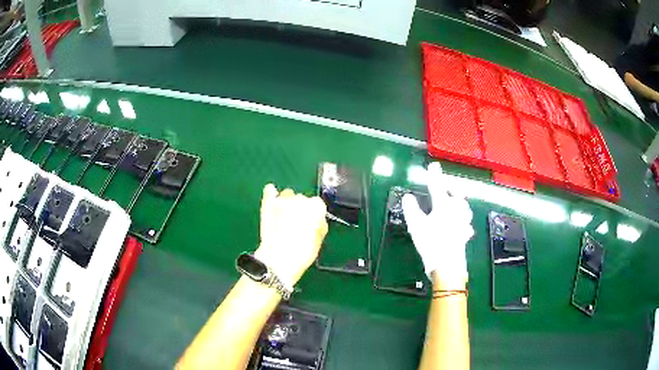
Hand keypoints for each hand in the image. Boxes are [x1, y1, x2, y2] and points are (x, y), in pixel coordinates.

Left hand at [254, 184, 327, 286]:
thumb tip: (318, 221)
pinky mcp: (268, 203)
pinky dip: (271, 193)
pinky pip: (270, 190)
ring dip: (287, 203)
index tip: (311, 224)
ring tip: (283, 217)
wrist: (278, 259)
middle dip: (300, 209)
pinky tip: (272, 196)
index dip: (315, 215)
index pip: (318, 205)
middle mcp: (301, 199)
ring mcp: (283, 200)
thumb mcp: (318, 242)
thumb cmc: (301, 254)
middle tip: (296, 225)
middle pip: (302, 199)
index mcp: (316, 208)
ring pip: (288, 195)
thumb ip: (319, 226)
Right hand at [402, 163, 473, 289]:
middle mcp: (456, 211)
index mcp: (444, 206)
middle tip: (446, 187)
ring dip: (460, 203)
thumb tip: (407, 197)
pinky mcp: (465, 234)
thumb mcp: (416, 225)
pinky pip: (467, 224)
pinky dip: (464, 222)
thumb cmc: (431, 242)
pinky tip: (462, 225)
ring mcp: (463, 223)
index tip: (434, 166)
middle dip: (452, 188)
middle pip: (457, 195)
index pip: (437, 186)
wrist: (447, 265)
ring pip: (465, 208)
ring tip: (455, 203)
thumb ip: (411, 209)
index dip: (434, 175)